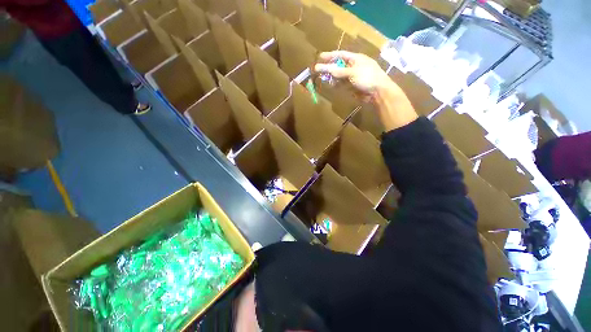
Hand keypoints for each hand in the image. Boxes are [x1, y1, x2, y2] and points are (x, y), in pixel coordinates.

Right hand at [314, 50, 392, 95]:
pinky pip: (342, 84)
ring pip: (339, 76)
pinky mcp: (352, 86)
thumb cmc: (368, 77)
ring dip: (331, 77)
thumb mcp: (352, 72)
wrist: (378, 92)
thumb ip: (338, 71)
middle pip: (338, 66)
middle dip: (329, 67)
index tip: (320, 57)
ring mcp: (353, 77)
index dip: (330, 55)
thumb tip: (324, 68)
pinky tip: (331, 85)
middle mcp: (353, 67)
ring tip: (322, 77)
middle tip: (318, 70)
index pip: (341, 55)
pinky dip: (336, 84)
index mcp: (356, 59)